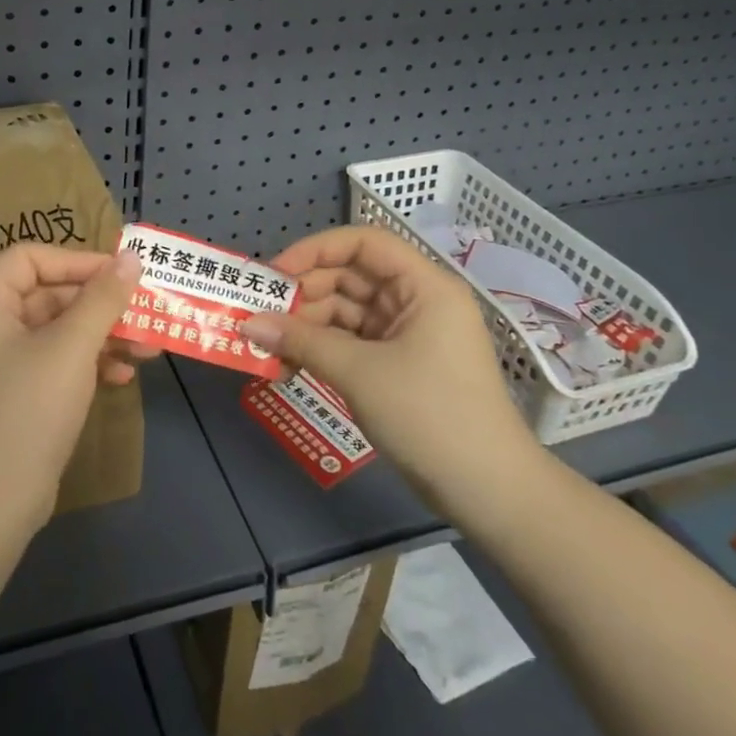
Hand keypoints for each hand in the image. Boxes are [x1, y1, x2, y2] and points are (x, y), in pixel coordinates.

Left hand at [0, 244, 144, 535]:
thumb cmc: (27, 410)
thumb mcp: (71, 347)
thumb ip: (103, 297)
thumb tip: (132, 256)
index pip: (29, 258)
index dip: (77, 260)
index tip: (121, 273)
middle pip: (47, 294)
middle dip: (100, 304)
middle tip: (145, 311)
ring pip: (56, 330)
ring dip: (102, 335)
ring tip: (148, 347)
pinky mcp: (13, 394)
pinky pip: (54, 361)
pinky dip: (87, 363)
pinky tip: (122, 376)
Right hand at [241, 226, 543, 523]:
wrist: (488, 492)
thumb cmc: (429, 415)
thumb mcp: (359, 373)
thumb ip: (301, 341)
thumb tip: (248, 324)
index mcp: (423, 287)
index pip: (363, 243)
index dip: (316, 250)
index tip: (276, 274)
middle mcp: (417, 302)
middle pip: (351, 277)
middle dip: (304, 294)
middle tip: (260, 315)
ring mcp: (409, 336)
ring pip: (348, 313)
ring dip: (308, 326)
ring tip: (268, 347)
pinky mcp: (400, 367)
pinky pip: (353, 344)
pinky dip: (323, 350)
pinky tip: (290, 365)